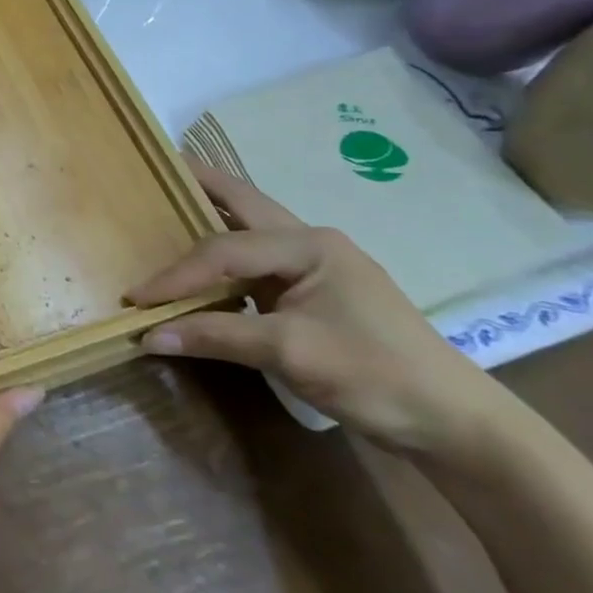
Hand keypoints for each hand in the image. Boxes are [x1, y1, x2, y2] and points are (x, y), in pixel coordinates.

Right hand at [130, 163, 506, 457]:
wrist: (456, 425)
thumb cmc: (375, 375)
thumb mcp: (290, 352)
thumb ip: (215, 336)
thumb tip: (148, 336)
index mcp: (309, 245)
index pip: (223, 250)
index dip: (176, 274)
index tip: (136, 298)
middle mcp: (312, 243)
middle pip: (244, 204)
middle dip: (203, 184)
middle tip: (162, 168)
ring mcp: (318, 268)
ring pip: (251, 230)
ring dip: (213, 218)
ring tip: (173, 204)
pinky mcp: (317, 295)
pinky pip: (258, 263)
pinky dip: (226, 257)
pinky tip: (207, 264)